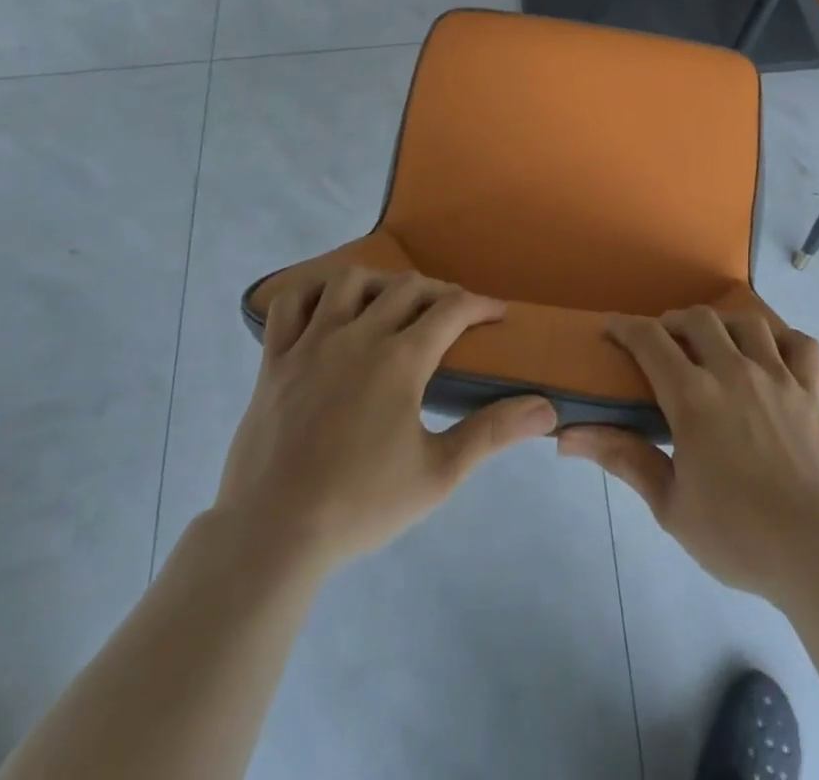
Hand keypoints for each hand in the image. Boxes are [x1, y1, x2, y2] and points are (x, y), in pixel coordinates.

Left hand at [213, 267, 557, 581]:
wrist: (272, 536)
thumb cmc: (360, 505)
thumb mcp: (439, 474)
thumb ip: (492, 433)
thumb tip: (546, 408)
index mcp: (401, 359)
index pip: (452, 309)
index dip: (482, 305)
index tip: (498, 313)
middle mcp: (358, 336)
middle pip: (407, 287)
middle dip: (439, 292)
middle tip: (452, 314)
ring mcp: (311, 343)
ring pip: (349, 282)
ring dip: (379, 283)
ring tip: (390, 304)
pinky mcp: (275, 360)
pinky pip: (289, 304)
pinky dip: (312, 293)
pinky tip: (327, 308)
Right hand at [557, 307, 818, 604]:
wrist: (818, 552)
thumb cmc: (737, 535)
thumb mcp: (670, 506)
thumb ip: (624, 459)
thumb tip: (567, 437)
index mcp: (694, 397)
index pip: (650, 341)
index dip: (625, 327)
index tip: (611, 329)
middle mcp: (734, 372)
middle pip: (698, 319)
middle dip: (673, 321)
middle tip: (664, 342)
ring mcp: (777, 377)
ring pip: (748, 322)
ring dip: (724, 323)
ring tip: (715, 342)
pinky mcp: (812, 392)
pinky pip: (802, 345)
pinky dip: (785, 340)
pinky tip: (773, 355)